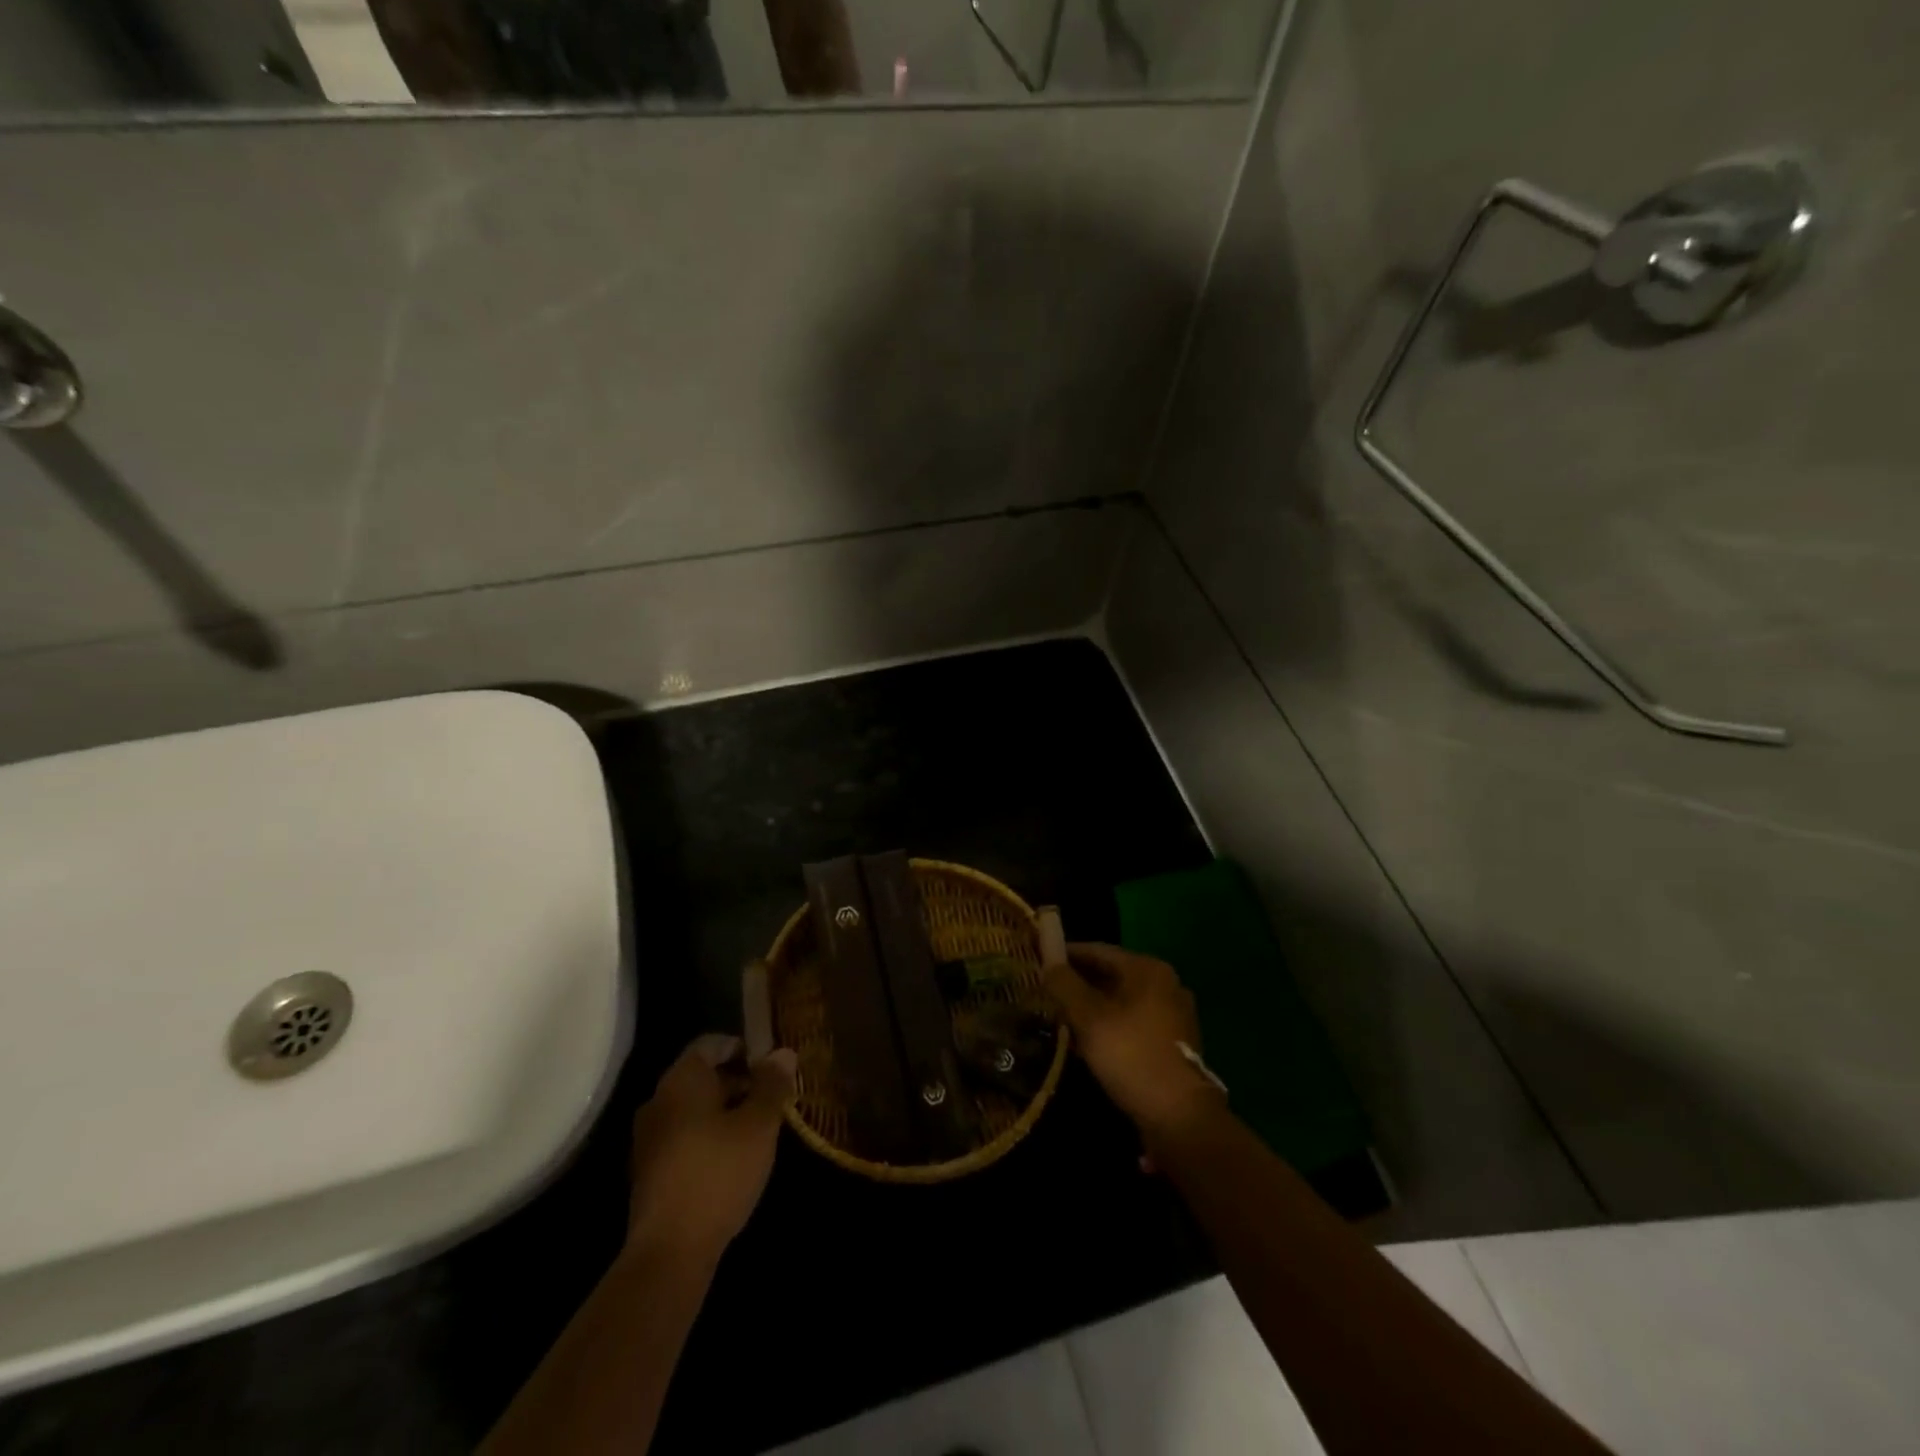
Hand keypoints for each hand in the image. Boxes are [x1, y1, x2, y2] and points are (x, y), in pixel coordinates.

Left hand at [626, 1034, 796, 1263]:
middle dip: (738, 1082)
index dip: (744, 1048)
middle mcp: (658, 1099)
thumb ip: (772, 1085)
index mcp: (682, 1079)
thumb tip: (782, 1053)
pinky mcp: (648, 1170)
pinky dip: (707, 1136)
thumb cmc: (719, 1172)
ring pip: (692, 1108)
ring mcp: (648, 1137)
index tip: (771, 1068)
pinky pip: (683, 1136)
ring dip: (724, 1111)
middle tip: (771, 1100)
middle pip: (702, 1075)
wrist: (669, 1251)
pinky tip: (732, 1160)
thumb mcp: (759, 1124)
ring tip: (757, 1131)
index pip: (712, 1043)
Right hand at [1044, 943, 1221, 1136]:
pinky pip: (1133, 1022)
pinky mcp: (1172, 1042)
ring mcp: (1173, 1014)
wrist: (1179, 1116)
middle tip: (1046, 991)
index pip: (1098, 951)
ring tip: (1061, 1016)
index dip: (1066, 955)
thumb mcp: (1089, 1017)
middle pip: (1112, 974)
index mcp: (1148, 969)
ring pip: (1121, 1000)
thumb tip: (1047, 962)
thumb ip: (1064, 985)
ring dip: (1092, 1006)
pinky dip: (1110, 1024)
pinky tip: (1088, 1041)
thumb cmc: (1131, 1055)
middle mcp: (1165, 984)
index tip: (1040, 961)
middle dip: (1078, 982)